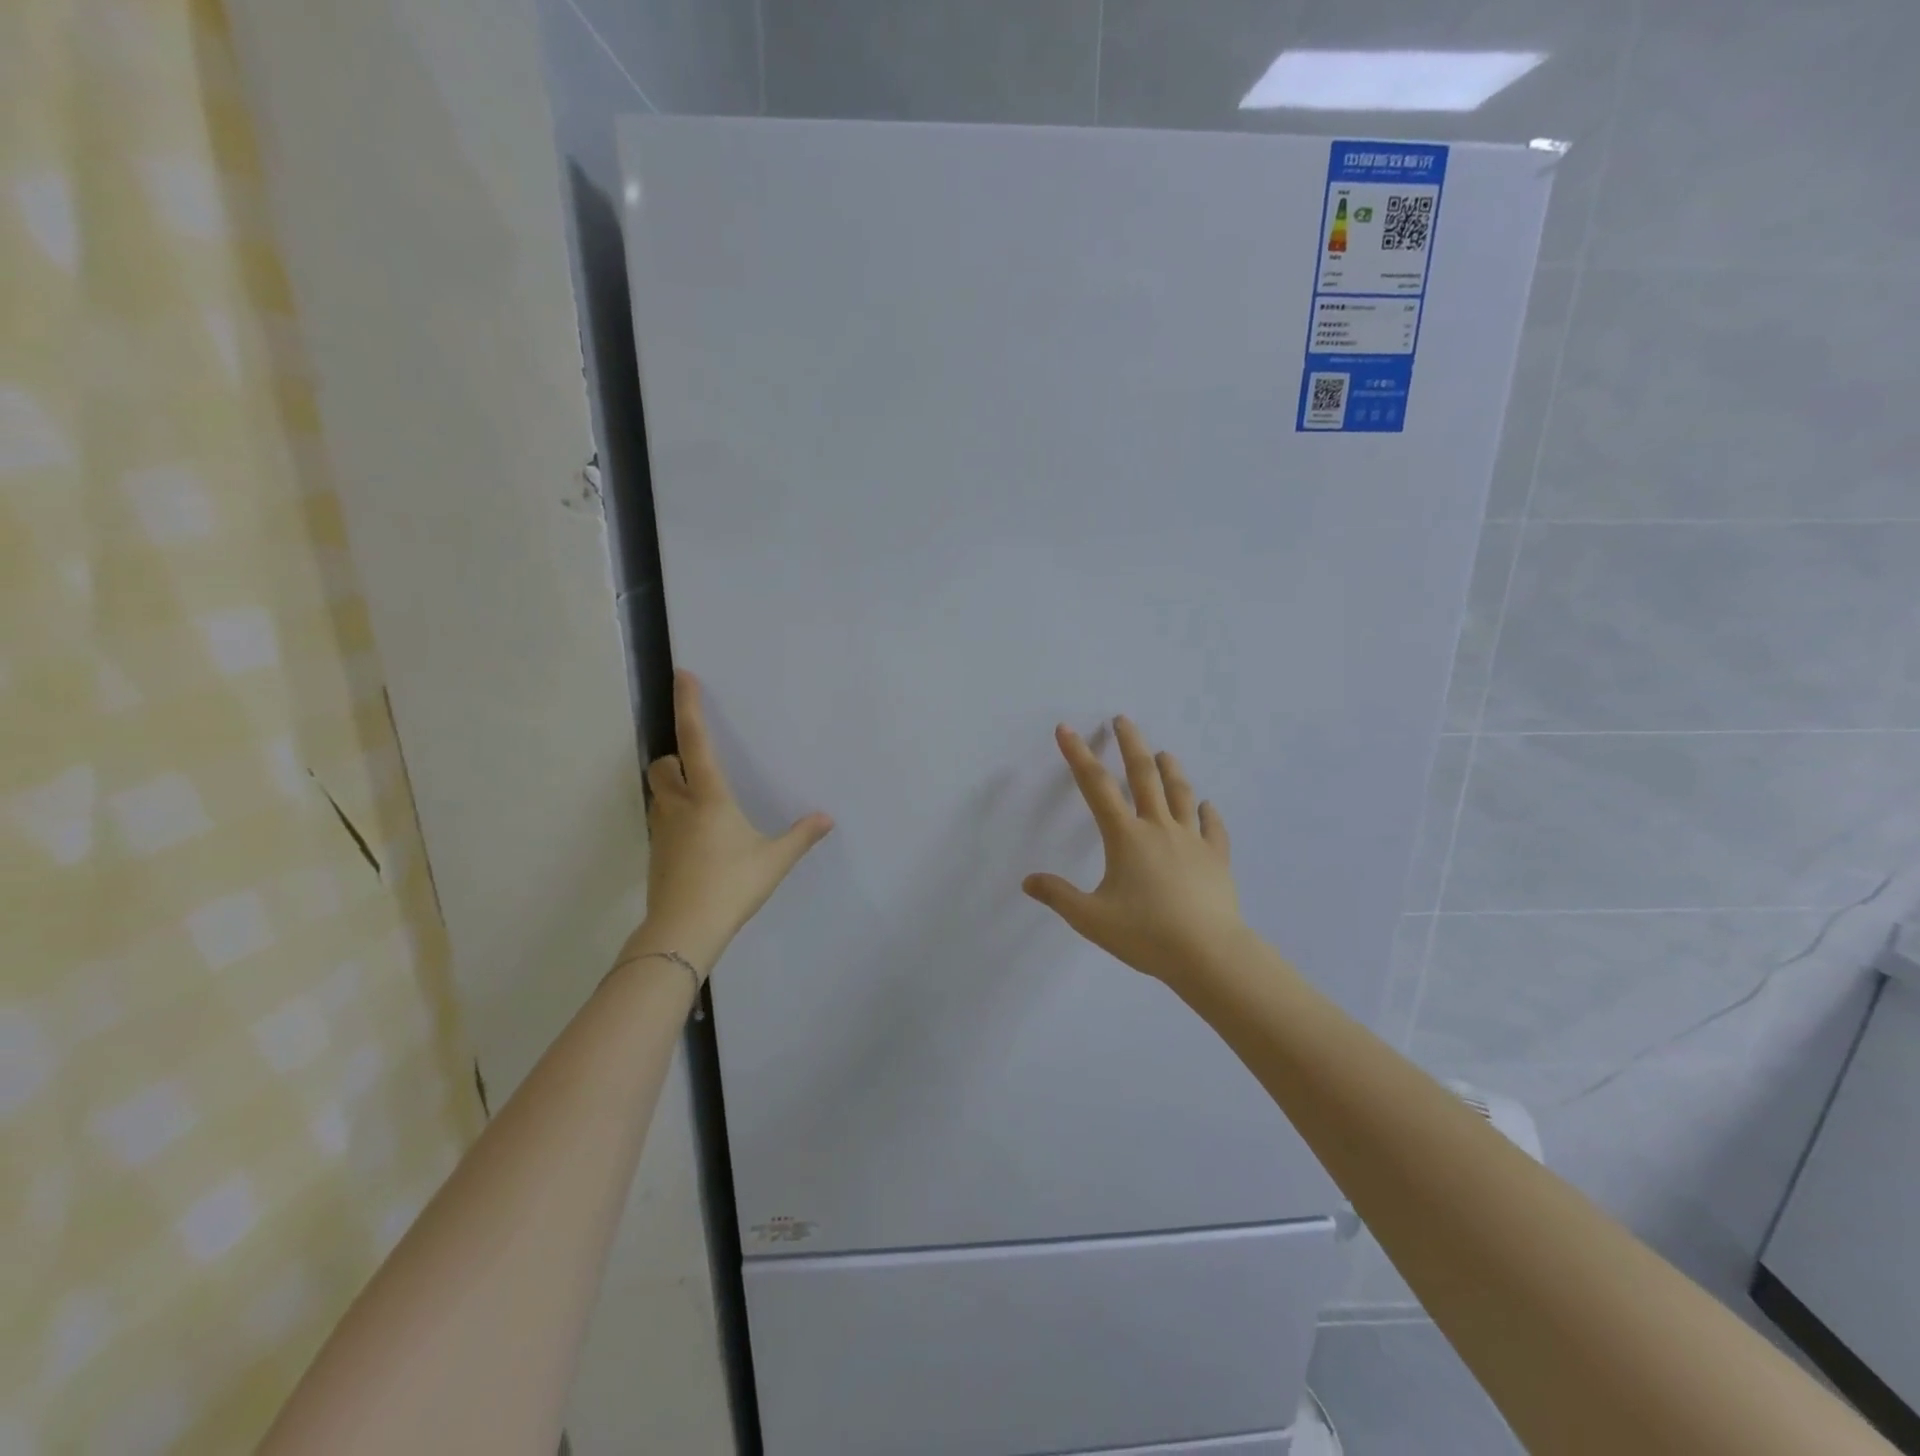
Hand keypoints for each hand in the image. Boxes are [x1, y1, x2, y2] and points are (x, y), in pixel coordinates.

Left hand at [635, 670, 832, 976]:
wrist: (683, 931)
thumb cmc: (731, 886)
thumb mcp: (774, 860)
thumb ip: (801, 836)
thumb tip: (827, 818)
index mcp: (709, 798)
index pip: (696, 741)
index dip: (689, 706)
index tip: (682, 676)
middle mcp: (680, 806)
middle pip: (663, 767)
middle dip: (675, 758)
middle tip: (697, 766)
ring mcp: (663, 831)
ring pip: (658, 794)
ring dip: (672, 787)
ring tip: (699, 801)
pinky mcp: (656, 854)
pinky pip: (661, 821)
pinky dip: (673, 816)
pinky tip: (696, 838)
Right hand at [1023, 717, 1243, 986]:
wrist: (1209, 954)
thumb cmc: (1146, 934)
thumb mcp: (1091, 919)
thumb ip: (1059, 896)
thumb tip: (1028, 881)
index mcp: (1126, 837)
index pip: (1096, 787)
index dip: (1078, 755)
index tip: (1067, 730)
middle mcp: (1159, 828)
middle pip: (1144, 775)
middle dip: (1130, 744)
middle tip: (1123, 720)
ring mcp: (1192, 840)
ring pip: (1180, 793)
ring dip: (1170, 769)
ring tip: (1164, 752)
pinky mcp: (1216, 858)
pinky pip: (1212, 828)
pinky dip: (1207, 813)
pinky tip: (1206, 805)